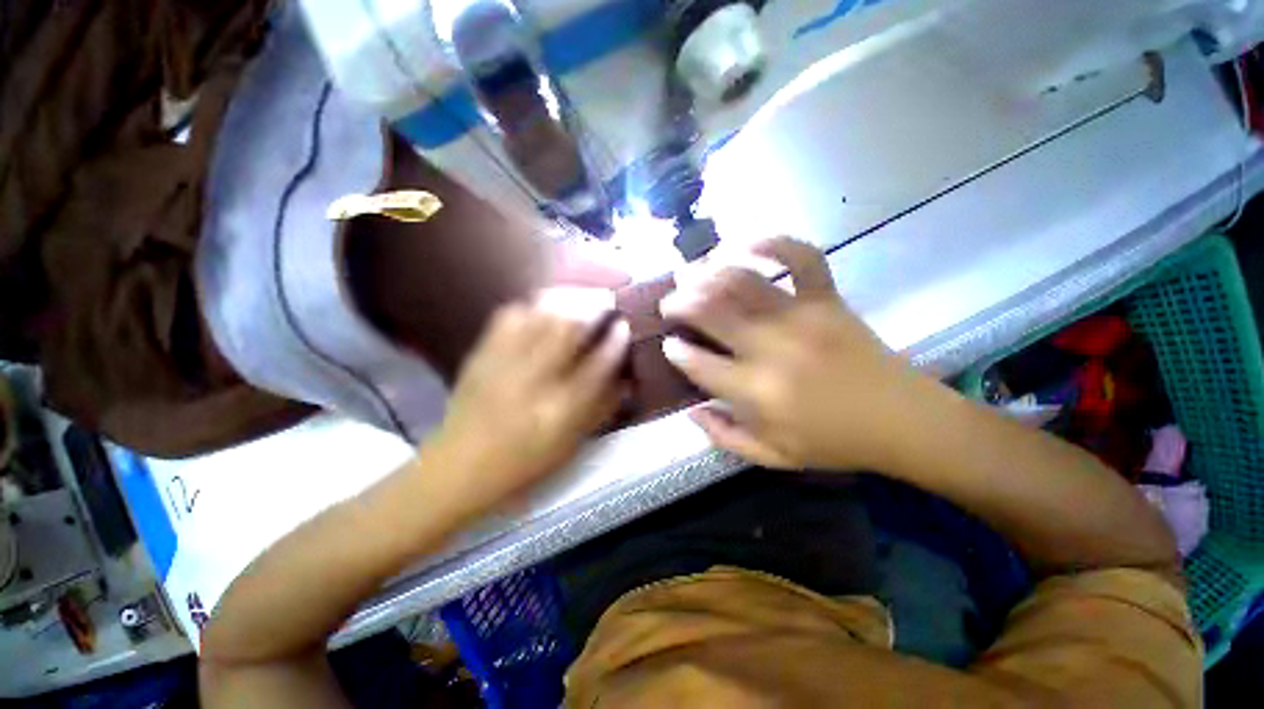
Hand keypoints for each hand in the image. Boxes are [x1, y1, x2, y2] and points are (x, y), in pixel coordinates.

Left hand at [428, 287, 629, 513]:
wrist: (459, 466)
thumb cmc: (525, 462)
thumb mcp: (571, 443)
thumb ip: (602, 408)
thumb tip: (626, 379)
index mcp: (558, 410)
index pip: (596, 366)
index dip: (614, 342)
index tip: (624, 327)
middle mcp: (531, 380)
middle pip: (565, 329)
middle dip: (591, 309)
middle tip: (604, 302)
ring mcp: (502, 363)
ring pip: (538, 315)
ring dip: (564, 302)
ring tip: (578, 300)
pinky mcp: (481, 354)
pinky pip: (508, 315)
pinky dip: (531, 307)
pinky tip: (541, 310)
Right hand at [661, 237, 936, 470]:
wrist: (902, 421)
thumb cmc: (834, 443)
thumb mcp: (773, 457)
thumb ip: (724, 437)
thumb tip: (690, 411)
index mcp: (756, 391)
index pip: (698, 363)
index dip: (675, 351)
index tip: (668, 345)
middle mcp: (771, 348)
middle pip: (711, 311)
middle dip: (679, 302)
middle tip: (668, 302)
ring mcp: (801, 317)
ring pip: (742, 281)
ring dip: (708, 272)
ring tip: (691, 273)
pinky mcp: (828, 299)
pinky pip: (802, 257)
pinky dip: (774, 243)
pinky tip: (748, 244)